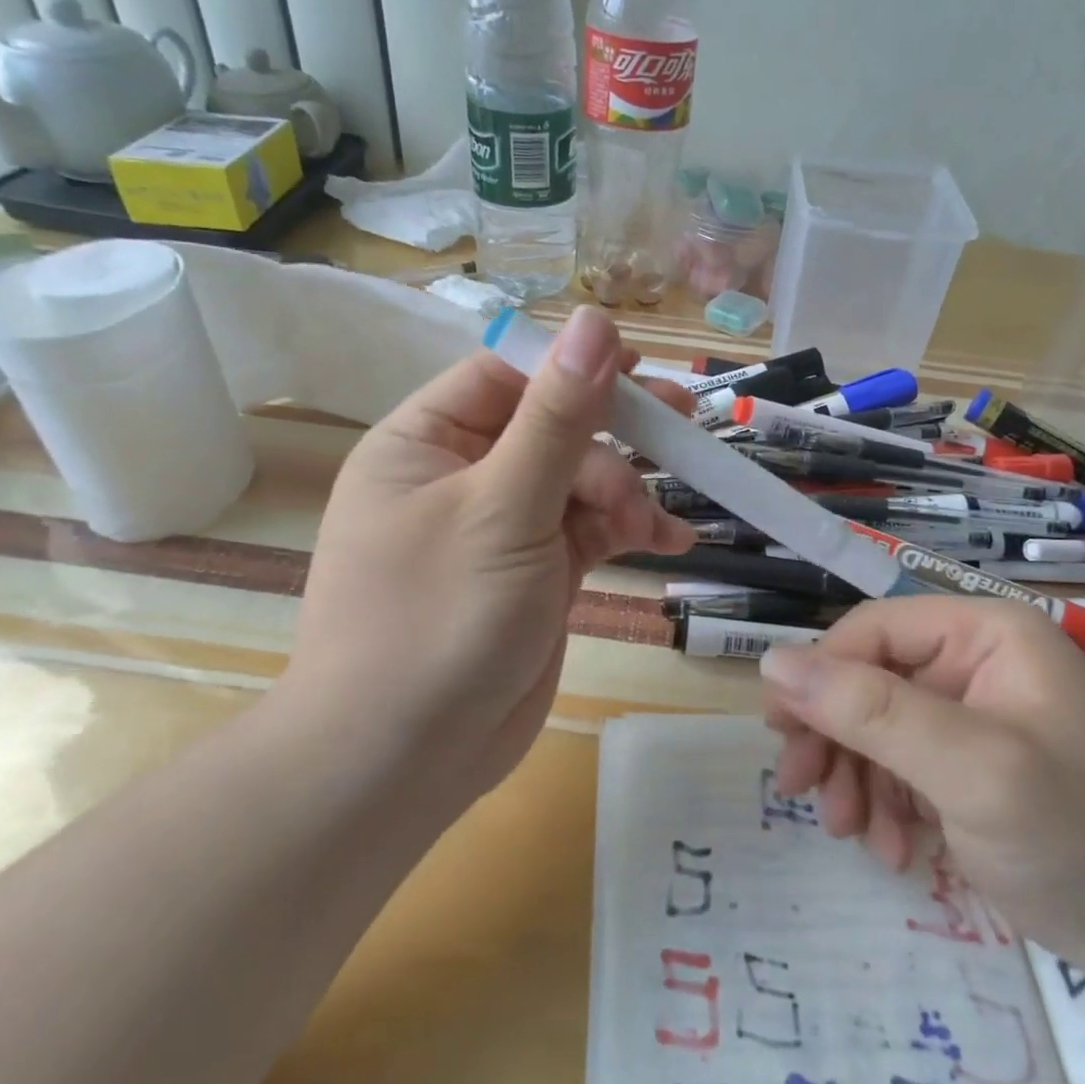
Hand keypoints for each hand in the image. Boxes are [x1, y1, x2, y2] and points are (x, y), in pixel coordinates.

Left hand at [285, 306, 694, 807]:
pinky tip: (669, 539)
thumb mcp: (504, 508)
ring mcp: (501, 528)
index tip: (639, 369)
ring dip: (625, 493)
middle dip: (612, 435)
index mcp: (426, 443)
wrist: (403, 761)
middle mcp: (461, 477)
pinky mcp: (534, 574)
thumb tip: (595, 321)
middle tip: (681, 423)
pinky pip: (587, 532)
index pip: (506, 376)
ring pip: (578, 481)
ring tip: (655, 524)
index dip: (572, 367)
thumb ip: (557, 417)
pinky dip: (627, 531)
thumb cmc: (438, 619)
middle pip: (551, 427)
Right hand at [760, 597, 1084, 977]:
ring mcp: (972, 714)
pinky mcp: (969, 764)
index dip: (818, 674)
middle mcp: (974, 661)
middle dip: (832, 736)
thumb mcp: (972, 769)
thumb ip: (872, 711)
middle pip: (867, 678)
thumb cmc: (1082, 837)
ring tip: (849, 831)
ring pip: (875, 726)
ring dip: (853, 777)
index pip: (871, 630)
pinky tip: (894, 850)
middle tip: (800, 790)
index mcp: (984, 632)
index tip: (779, 732)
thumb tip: (772, 662)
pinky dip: (884, 804)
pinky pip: (900, 766)